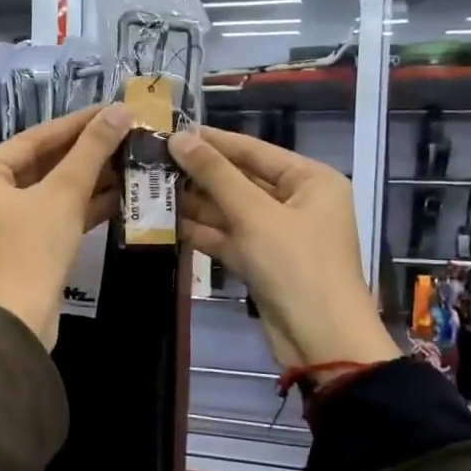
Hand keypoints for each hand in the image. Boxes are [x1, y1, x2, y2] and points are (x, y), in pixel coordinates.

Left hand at [0, 103, 131, 348]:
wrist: (18, 321)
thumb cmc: (32, 249)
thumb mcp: (64, 194)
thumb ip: (91, 150)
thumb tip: (120, 110)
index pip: (34, 139)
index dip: (77, 123)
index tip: (113, 109)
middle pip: (40, 165)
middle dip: (85, 153)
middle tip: (124, 133)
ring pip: (48, 193)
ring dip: (87, 180)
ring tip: (129, 160)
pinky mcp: (17, 249)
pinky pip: (49, 217)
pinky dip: (78, 208)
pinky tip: (117, 195)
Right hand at [170, 126, 398, 371]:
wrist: (320, 340)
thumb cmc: (295, 265)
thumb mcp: (254, 214)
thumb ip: (215, 175)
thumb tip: (179, 138)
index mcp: (310, 180)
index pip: (253, 149)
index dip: (212, 141)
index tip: (170, 130)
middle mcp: (296, 201)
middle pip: (240, 179)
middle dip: (199, 174)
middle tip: (153, 161)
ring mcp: (278, 234)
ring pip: (230, 210)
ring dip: (195, 203)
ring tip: (151, 188)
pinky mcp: (261, 262)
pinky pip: (228, 237)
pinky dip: (202, 232)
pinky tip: (166, 222)